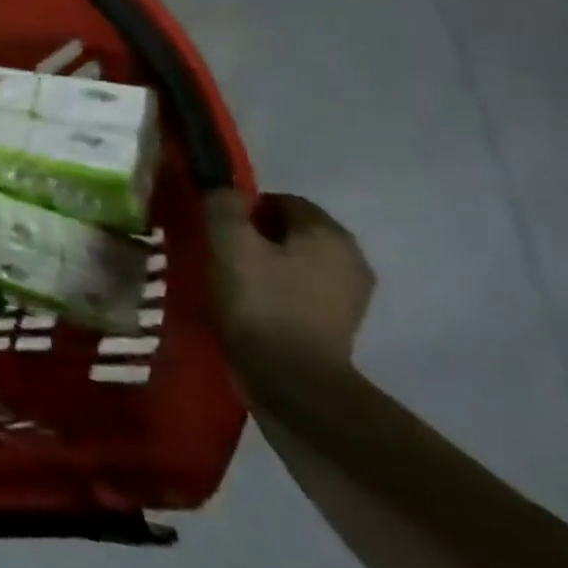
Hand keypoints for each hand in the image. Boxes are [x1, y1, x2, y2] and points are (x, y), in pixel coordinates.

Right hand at [205, 190, 374, 371]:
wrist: (291, 379)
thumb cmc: (260, 302)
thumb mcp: (230, 245)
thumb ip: (224, 207)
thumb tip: (223, 188)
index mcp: (329, 234)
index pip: (283, 200)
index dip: (245, 207)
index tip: (216, 227)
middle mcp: (351, 258)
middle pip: (293, 231)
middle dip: (257, 235)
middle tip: (220, 252)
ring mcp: (350, 295)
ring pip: (298, 261)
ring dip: (267, 263)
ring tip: (232, 280)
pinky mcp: (338, 324)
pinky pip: (302, 290)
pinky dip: (278, 290)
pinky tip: (251, 305)